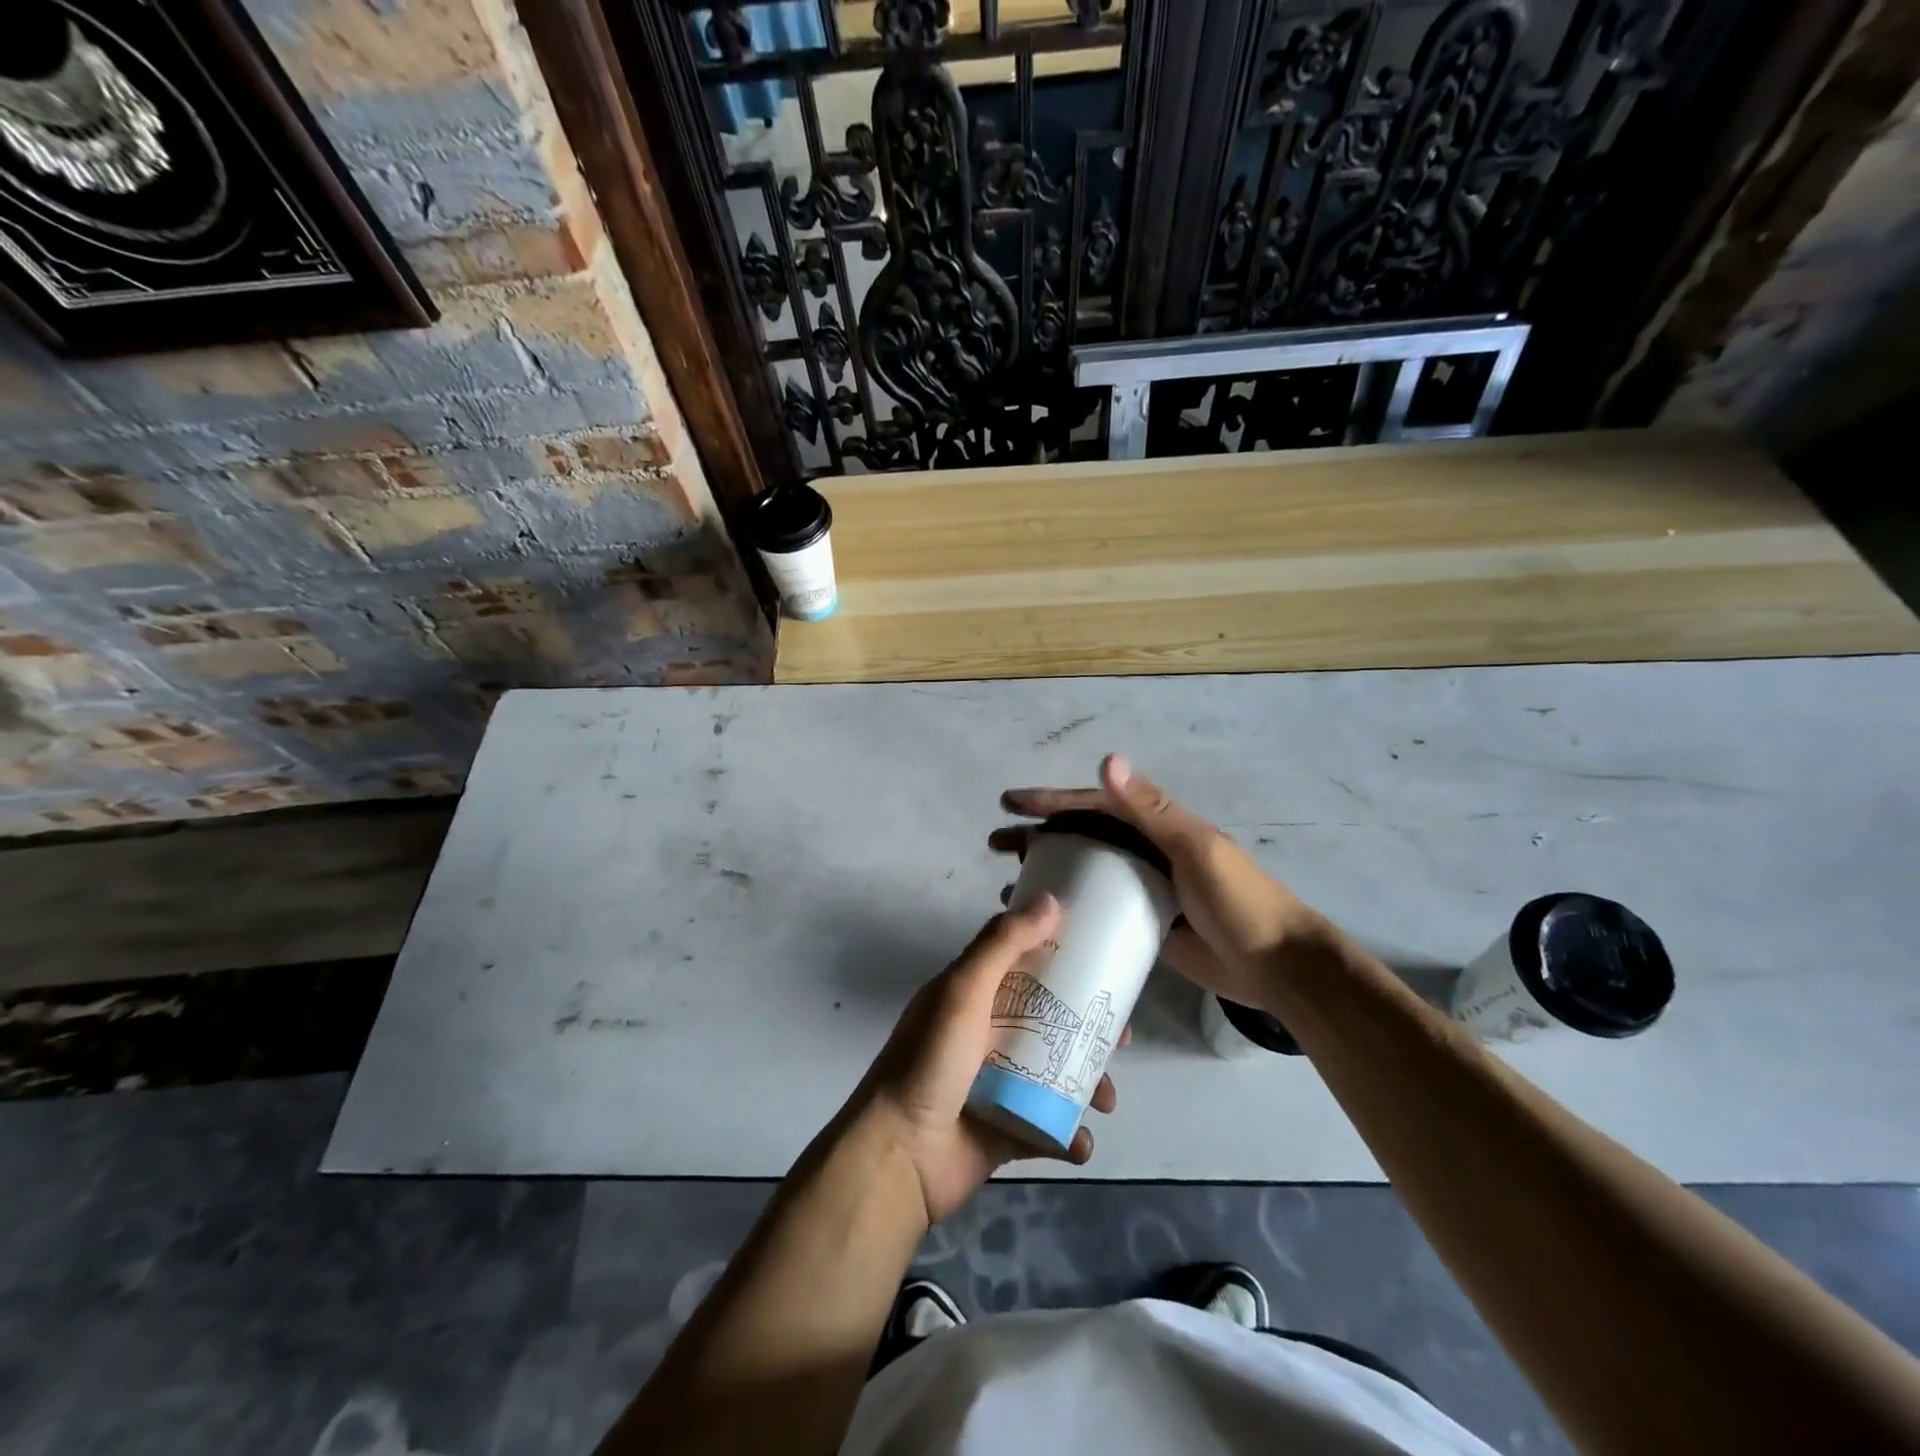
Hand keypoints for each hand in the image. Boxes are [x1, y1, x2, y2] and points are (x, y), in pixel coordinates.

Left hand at [850, 895, 1119, 1226]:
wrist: (900, 1156)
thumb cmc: (930, 1062)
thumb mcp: (963, 991)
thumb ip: (1003, 944)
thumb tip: (1052, 899)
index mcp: (972, 997)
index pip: (1023, 967)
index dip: (1062, 962)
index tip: (1104, 963)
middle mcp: (985, 1035)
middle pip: (1050, 1022)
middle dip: (1089, 1029)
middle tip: (1122, 1039)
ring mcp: (997, 1086)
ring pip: (1057, 1075)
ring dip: (1088, 1085)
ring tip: (1106, 1101)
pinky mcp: (1007, 1131)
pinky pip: (1050, 1129)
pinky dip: (1071, 1137)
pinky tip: (1080, 1142)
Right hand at [992, 754, 1331, 1012]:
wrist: (1278, 965)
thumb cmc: (1239, 901)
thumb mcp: (1197, 848)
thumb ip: (1151, 809)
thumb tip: (1108, 759)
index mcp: (1156, 825)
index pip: (1094, 804)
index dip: (1051, 800)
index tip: (1010, 803)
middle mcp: (1145, 850)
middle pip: (1081, 835)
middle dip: (1038, 834)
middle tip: (996, 843)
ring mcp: (1143, 887)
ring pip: (1085, 871)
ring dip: (1048, 870)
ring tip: (1007, 883)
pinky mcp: (1144, 922)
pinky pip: (1098, 907)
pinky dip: (1070, 906)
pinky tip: (1044, 920)